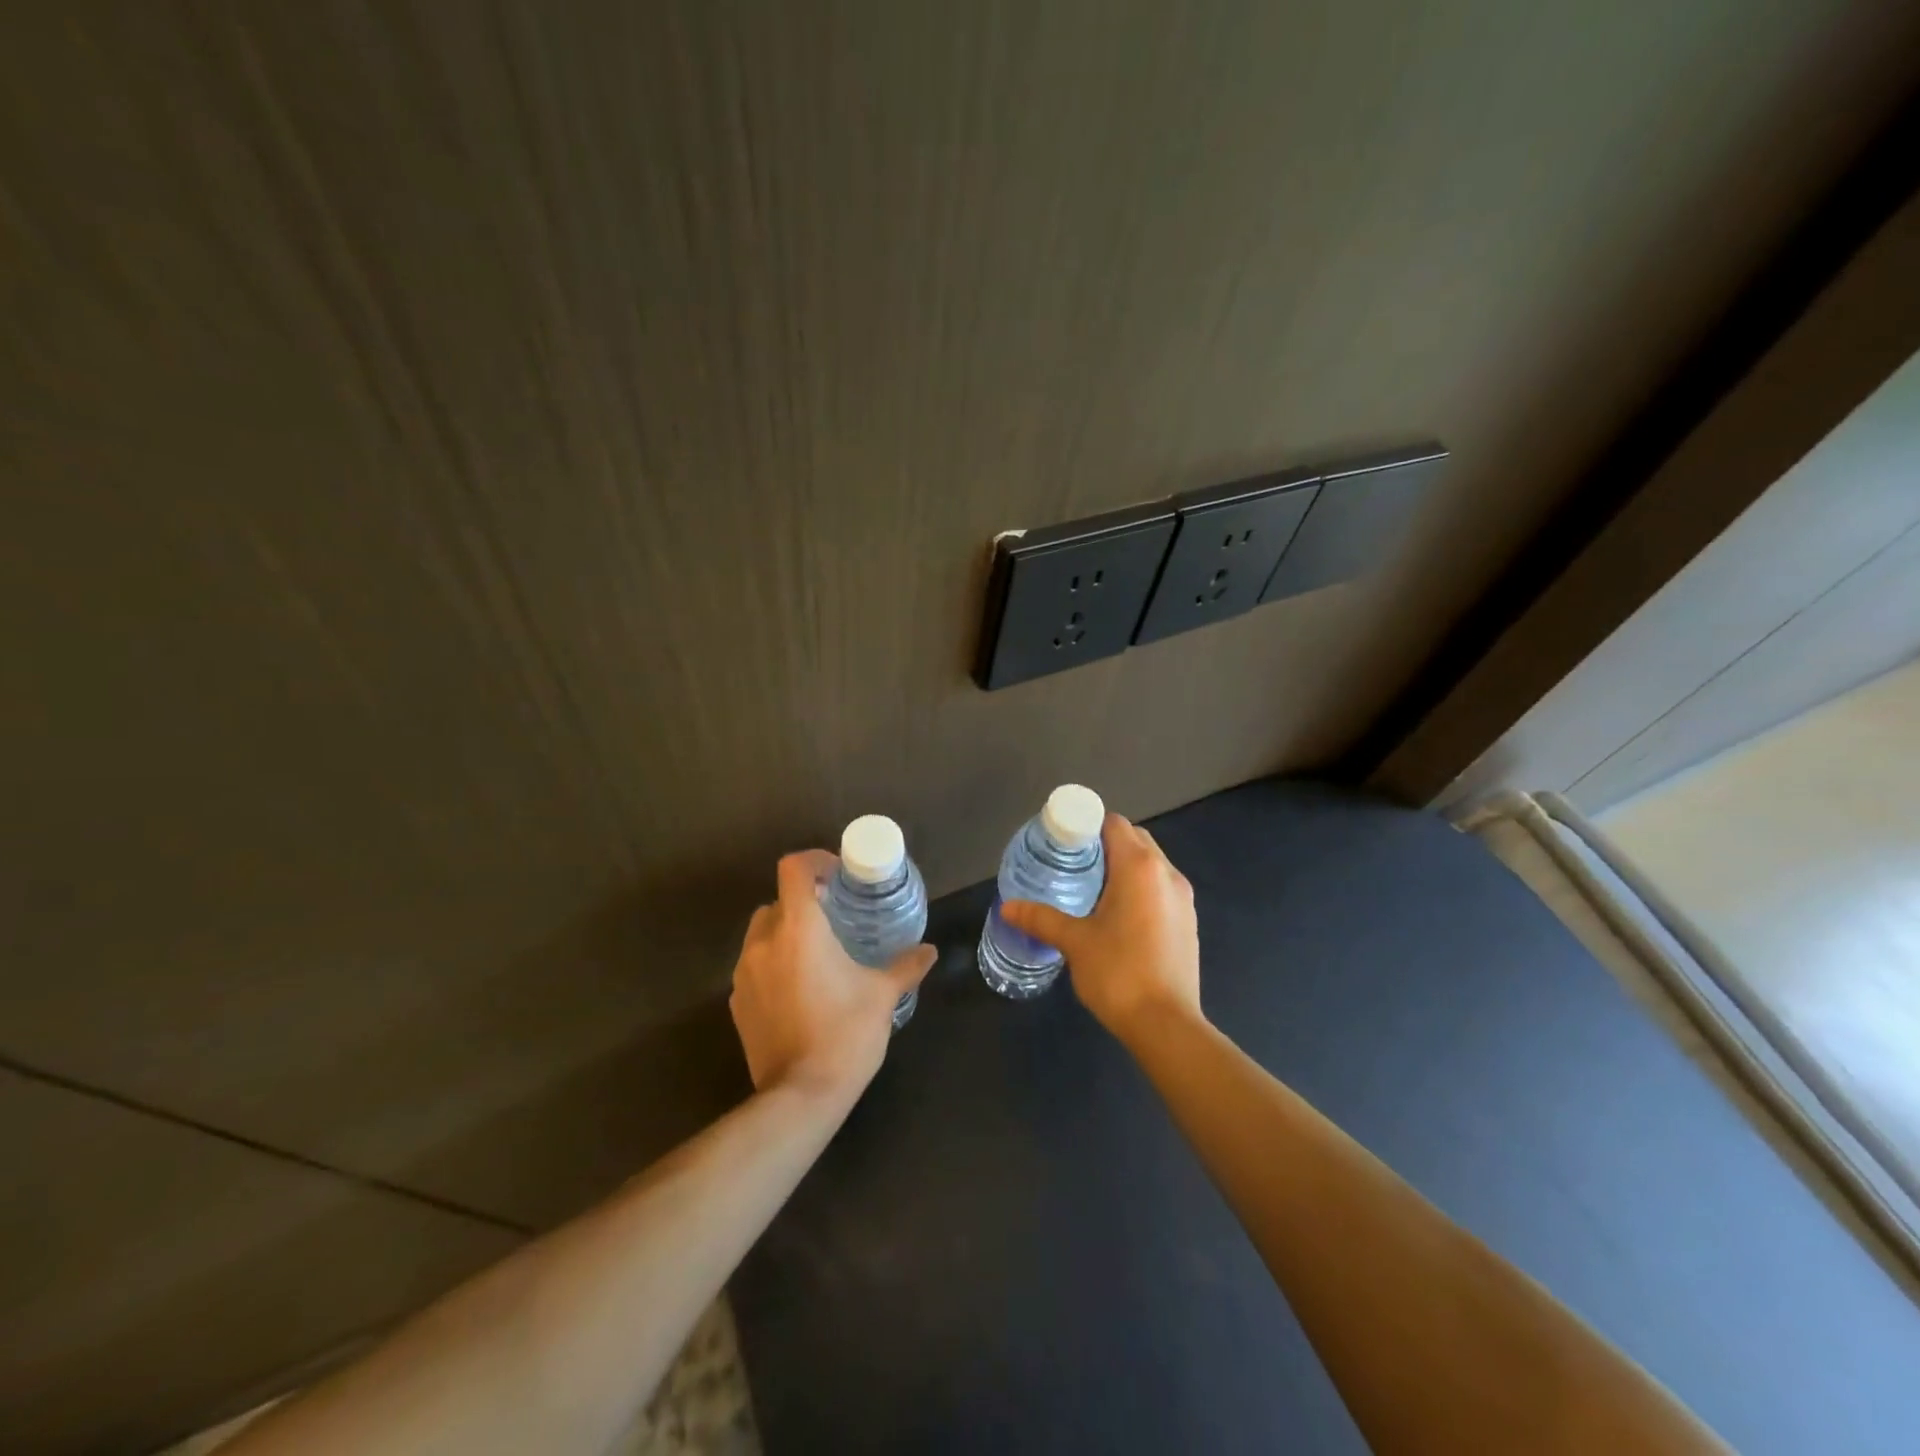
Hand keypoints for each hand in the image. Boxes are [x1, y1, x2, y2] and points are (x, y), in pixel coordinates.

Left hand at [729, 850, 935, 1100]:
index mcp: (800, 929)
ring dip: (785, 934)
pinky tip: (799, 989)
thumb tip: (929, 951)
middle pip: (777, 901)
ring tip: (817, 954)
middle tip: (834, 917)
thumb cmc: (845, 1034)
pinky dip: (773, 965)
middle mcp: (764, 943)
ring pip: (761, 934)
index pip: (793, 869)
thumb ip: (905, 966)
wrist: (800, 1097)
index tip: (837, 874)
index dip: (814, 861)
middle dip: (803, 903)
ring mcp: (744, 974)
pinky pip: (753, 967)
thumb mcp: (883, 995)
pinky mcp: (737, 1003)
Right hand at [1000, 814, 1200, 1041]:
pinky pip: (1161, 887)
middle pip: (1134, 839)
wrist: (1166, 1025)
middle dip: (1104, 845)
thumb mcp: (1074, 942)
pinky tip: (1118, 916)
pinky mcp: (1189, 920)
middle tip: (1073, 865)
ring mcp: (1183, 897)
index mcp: (1139, 867)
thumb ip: (1040, 918)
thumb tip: (1007, 907)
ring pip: (1150, 863)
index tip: (1064, 844)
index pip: (1114, 823)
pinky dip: (1140, 887)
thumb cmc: (1118, 973)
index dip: (1087, 827)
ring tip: (1092, 889)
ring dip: (1124, 866)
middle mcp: (1167, 873)